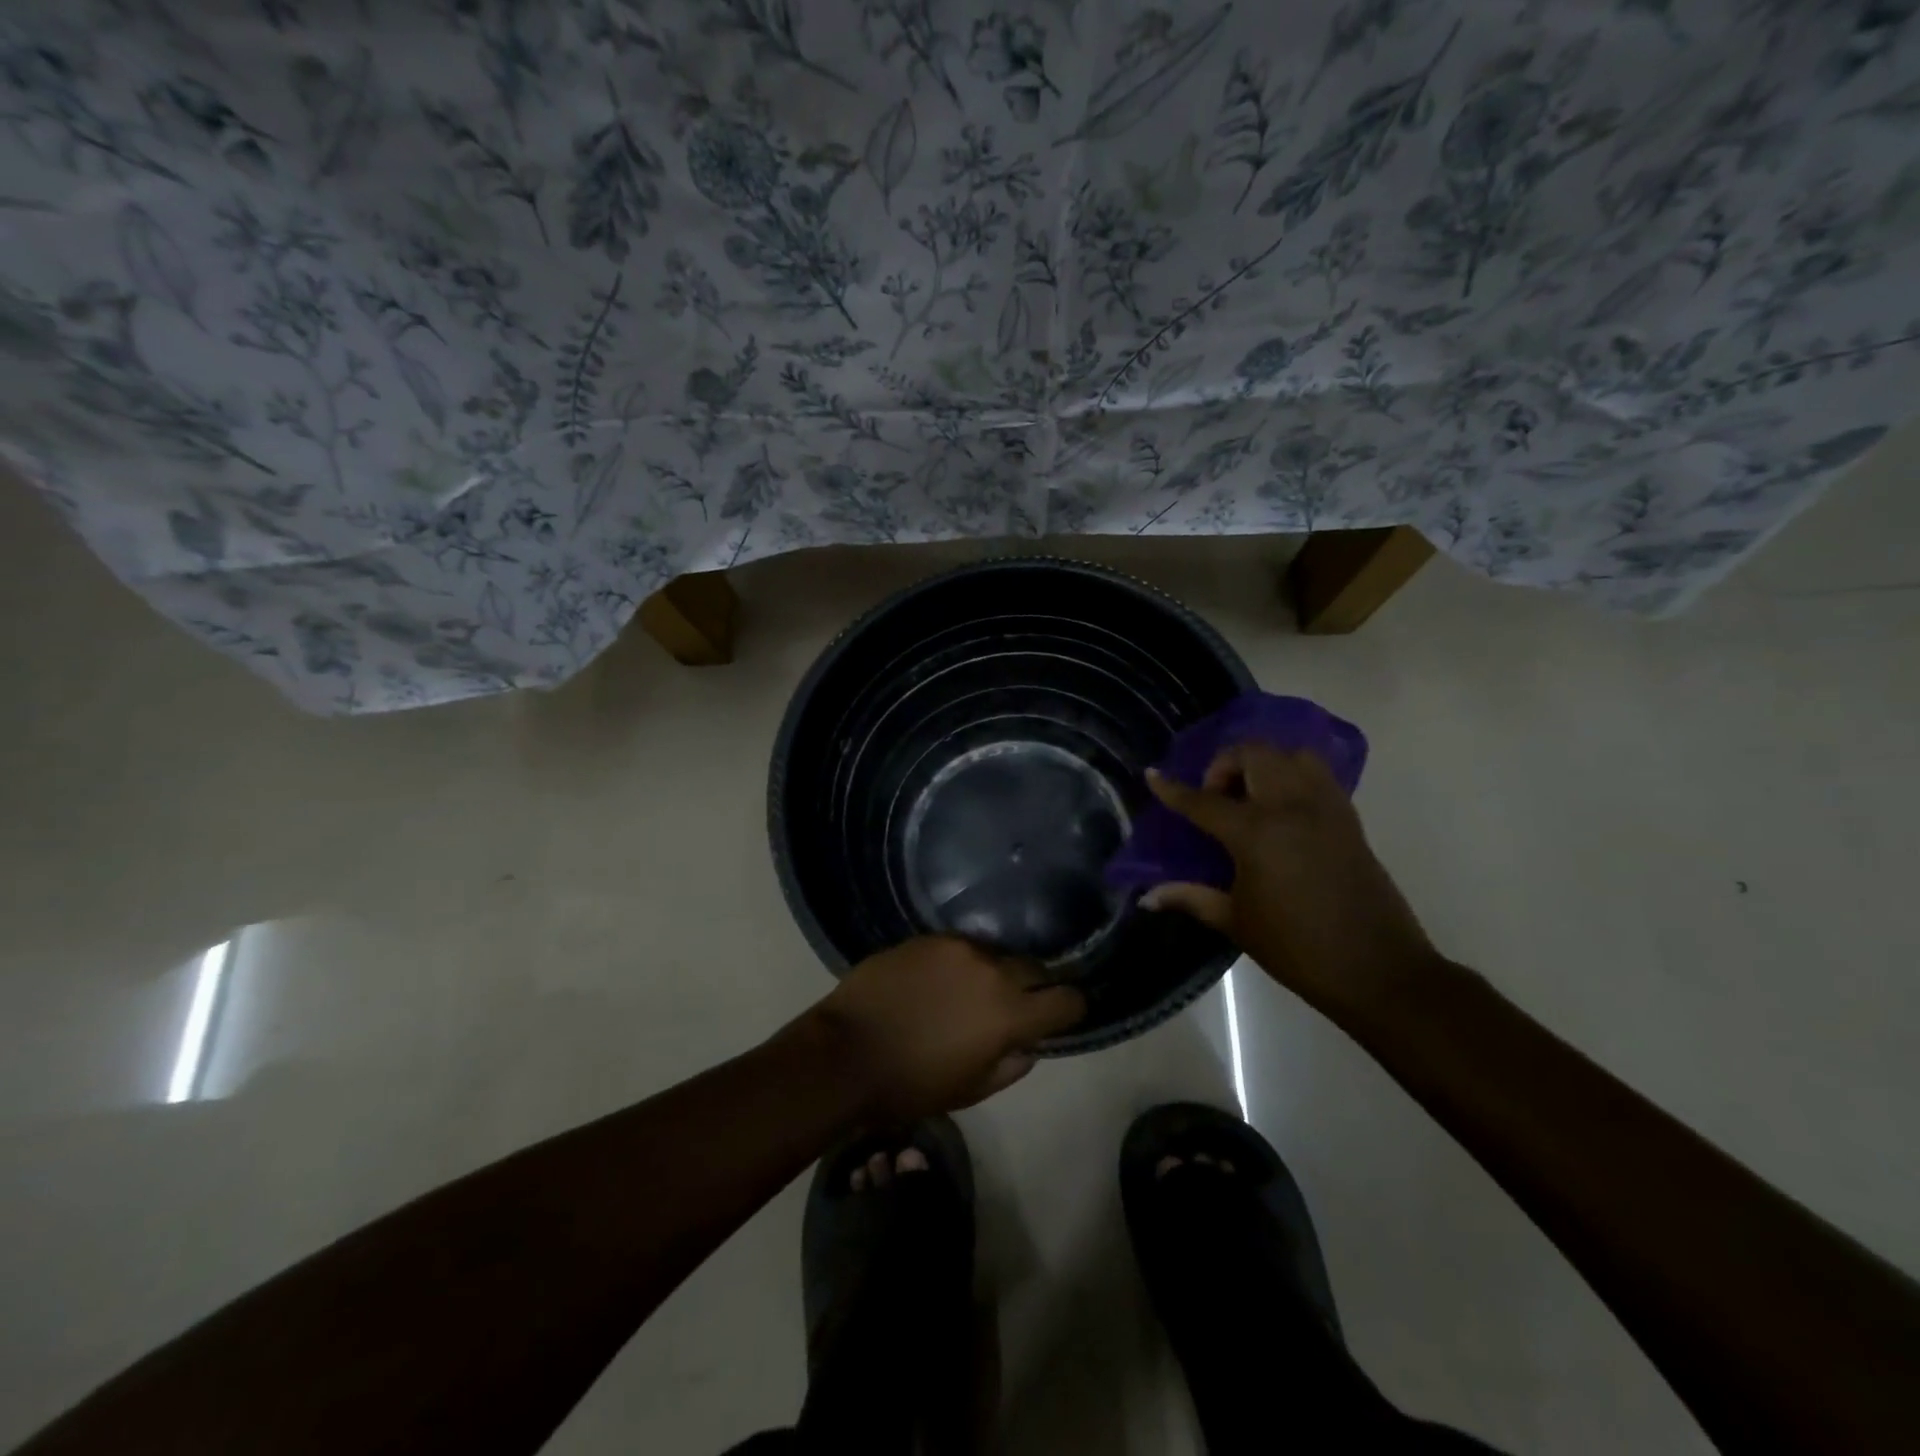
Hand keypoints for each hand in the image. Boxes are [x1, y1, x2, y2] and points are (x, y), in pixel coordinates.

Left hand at [803, 937, 1085, 1120]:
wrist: (845, 1052)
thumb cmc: (910, 1085)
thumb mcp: (970, 1090)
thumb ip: (1011, 1065)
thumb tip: (1029, 1044)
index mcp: (1009, 1014)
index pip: (1067, 1000)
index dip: (1070, 1009)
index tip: (1060, 1016)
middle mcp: (992, 970)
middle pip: (1035, 969)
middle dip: (1034, 988)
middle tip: (1014, 1006)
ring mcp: (959, 948)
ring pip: (996, 954)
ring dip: (995, 973)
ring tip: (971, 992)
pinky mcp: (929, 937)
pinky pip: (961, 946)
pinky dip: (962, 962)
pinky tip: (939, 980)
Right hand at [1142, 745, 1438, 1013]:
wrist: (1378, 970)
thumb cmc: (1297, 948)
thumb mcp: (1236, 921)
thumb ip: (1191, 897)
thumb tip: (1147, 897)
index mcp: (1257, 833)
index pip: (1203, 801)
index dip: (1173, 789)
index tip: (1152, 774)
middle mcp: (1291, 806)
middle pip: (1252, 755)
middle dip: (1224, 765)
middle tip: (1215, 798)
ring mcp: (1325, 807)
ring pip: (1289, 754)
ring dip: (1262, 763)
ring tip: (1250, 796)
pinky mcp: (1349, 817)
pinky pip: (1317, 773)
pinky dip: (1292, 774)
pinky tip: (1281, 808)